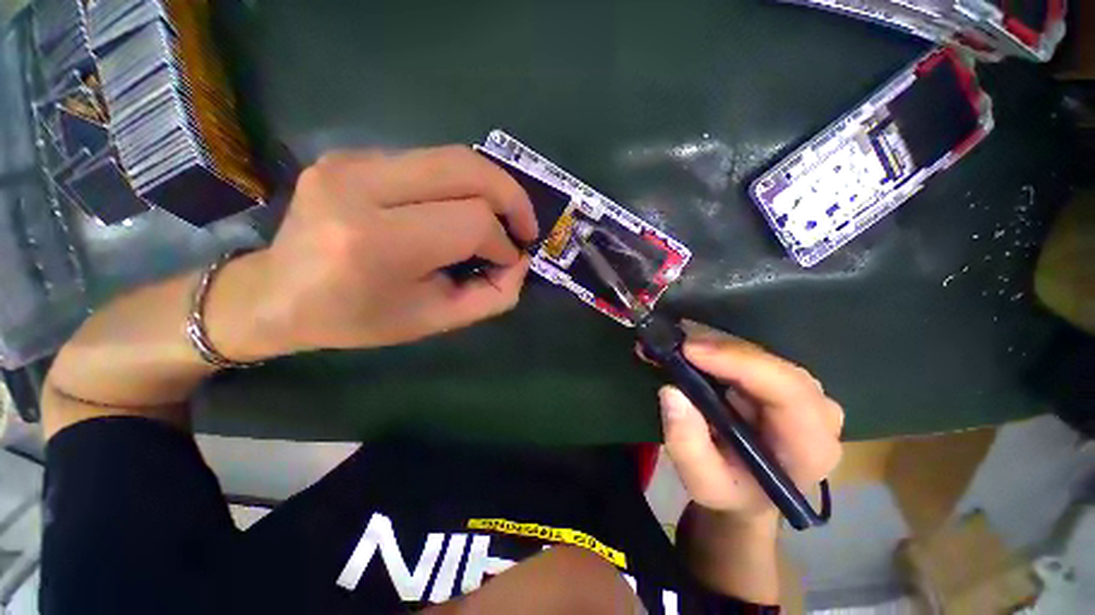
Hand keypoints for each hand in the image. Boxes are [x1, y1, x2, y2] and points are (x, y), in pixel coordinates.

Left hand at [253, 146, 538, 352]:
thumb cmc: (358, 319)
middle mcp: (360, 187)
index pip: (471, 223)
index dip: (503, 243)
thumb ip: (492, 296)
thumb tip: (520, 261)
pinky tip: (459, 209)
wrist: (278, 294)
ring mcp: (350, 161)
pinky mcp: (350, 154)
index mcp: (378, 243)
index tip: (510, 261)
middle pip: (467, 169)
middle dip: (511, 197)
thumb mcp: (435, 321)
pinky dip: (459, 185)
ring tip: (502, 217)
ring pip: (452, 157)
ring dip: (490, 187)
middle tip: (525, 226)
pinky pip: (428, 161)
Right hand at [654, 322, 843, 523]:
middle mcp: (816, 409)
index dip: (739, 362)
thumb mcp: (703, 483)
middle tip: (671, 341)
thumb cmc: (731, 491)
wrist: (748, 489)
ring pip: (755, 351)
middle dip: (716, 348)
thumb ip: (687, 446)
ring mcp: (799, 388)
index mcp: (810, 444)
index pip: (788, 390)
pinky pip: (745, 352)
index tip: (690, 351)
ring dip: (709, 342)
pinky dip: (712, 345)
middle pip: (769, 363)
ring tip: (670, 341)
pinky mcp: (778, 377)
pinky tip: (685, 346)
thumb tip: (672, 392)